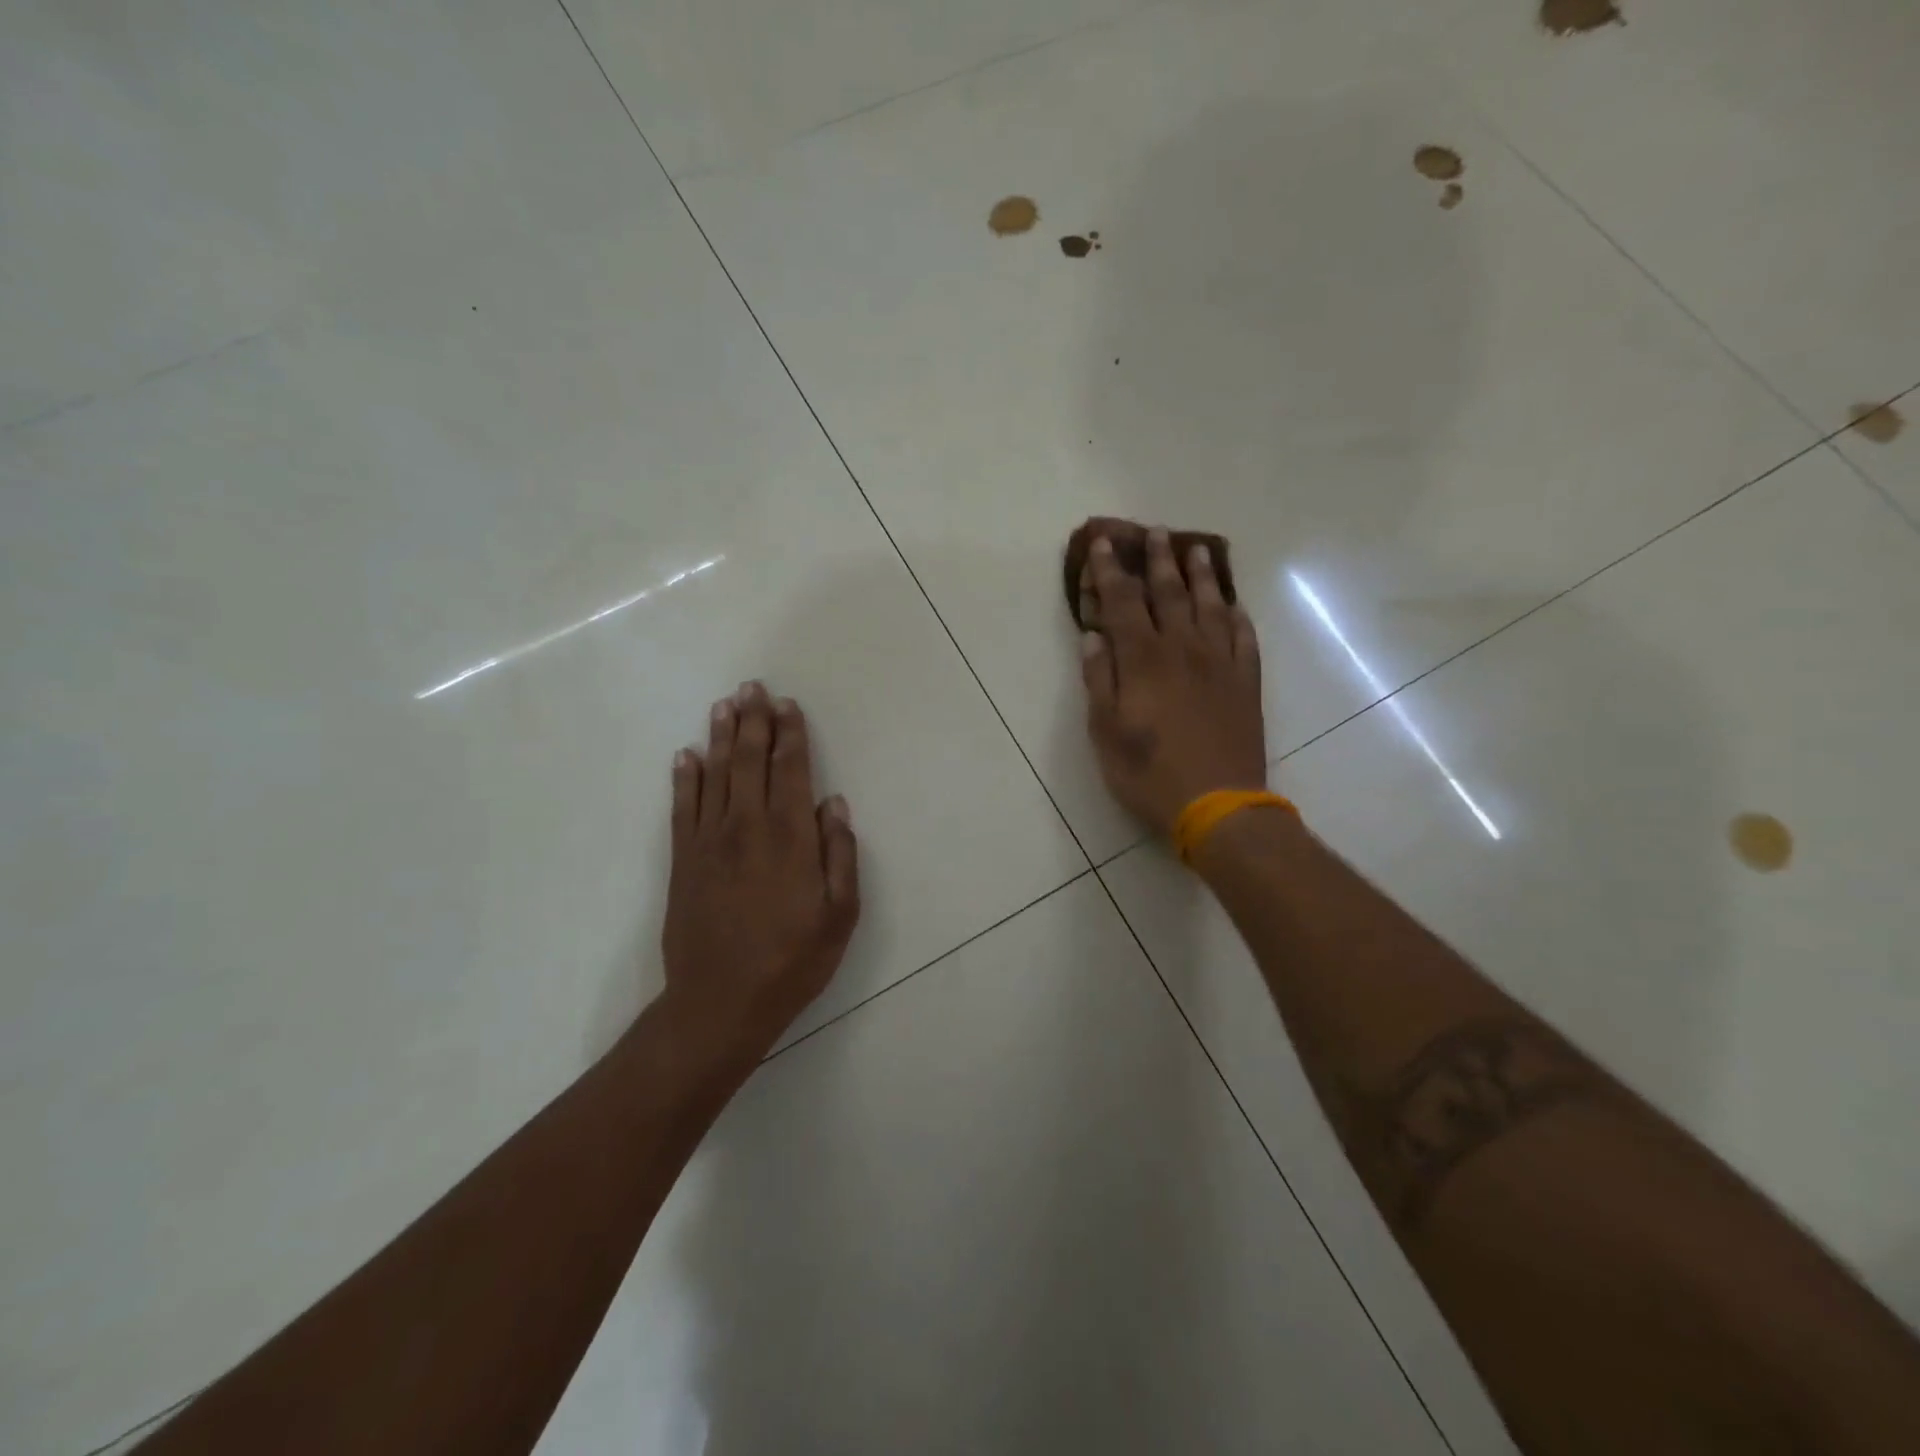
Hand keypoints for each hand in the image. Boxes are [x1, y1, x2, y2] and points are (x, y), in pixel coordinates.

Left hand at [659, 682, 859, 1061]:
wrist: (720, 1002)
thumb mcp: (839, 914)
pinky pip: (682, 807)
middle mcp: (747, 827)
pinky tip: (686, 756)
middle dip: (754, 721)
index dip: (790, 735)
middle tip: (753, 686)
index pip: (791, 770)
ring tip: (724, 704)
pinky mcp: (683, 860)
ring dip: (720, 737)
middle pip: (749, 761)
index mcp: (789, 837)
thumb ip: (839, 854)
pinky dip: (684, 778)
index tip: (788, 705)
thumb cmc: (792, 960)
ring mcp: (709, 841)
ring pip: (714, 775)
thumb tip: (833, 803)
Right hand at [1079, 527, 1267, 833]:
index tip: (1102, 543)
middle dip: (1158, 560)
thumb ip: (1099, 681)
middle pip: (1169, 593)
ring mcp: (1221, 663)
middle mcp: (1183, 649)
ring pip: (1210, 606)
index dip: (1110, 570)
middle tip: (1154, 532)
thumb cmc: (1150, 774)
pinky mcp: (1247, 682)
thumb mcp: (1106, 733)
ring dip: (1201, 575)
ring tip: (1196, 549)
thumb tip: (1093, 637)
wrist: (1218, 805)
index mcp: (1144, 659)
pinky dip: (1237, 615)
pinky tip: (1233, 605)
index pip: (1123, 602)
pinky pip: (1244, 637)